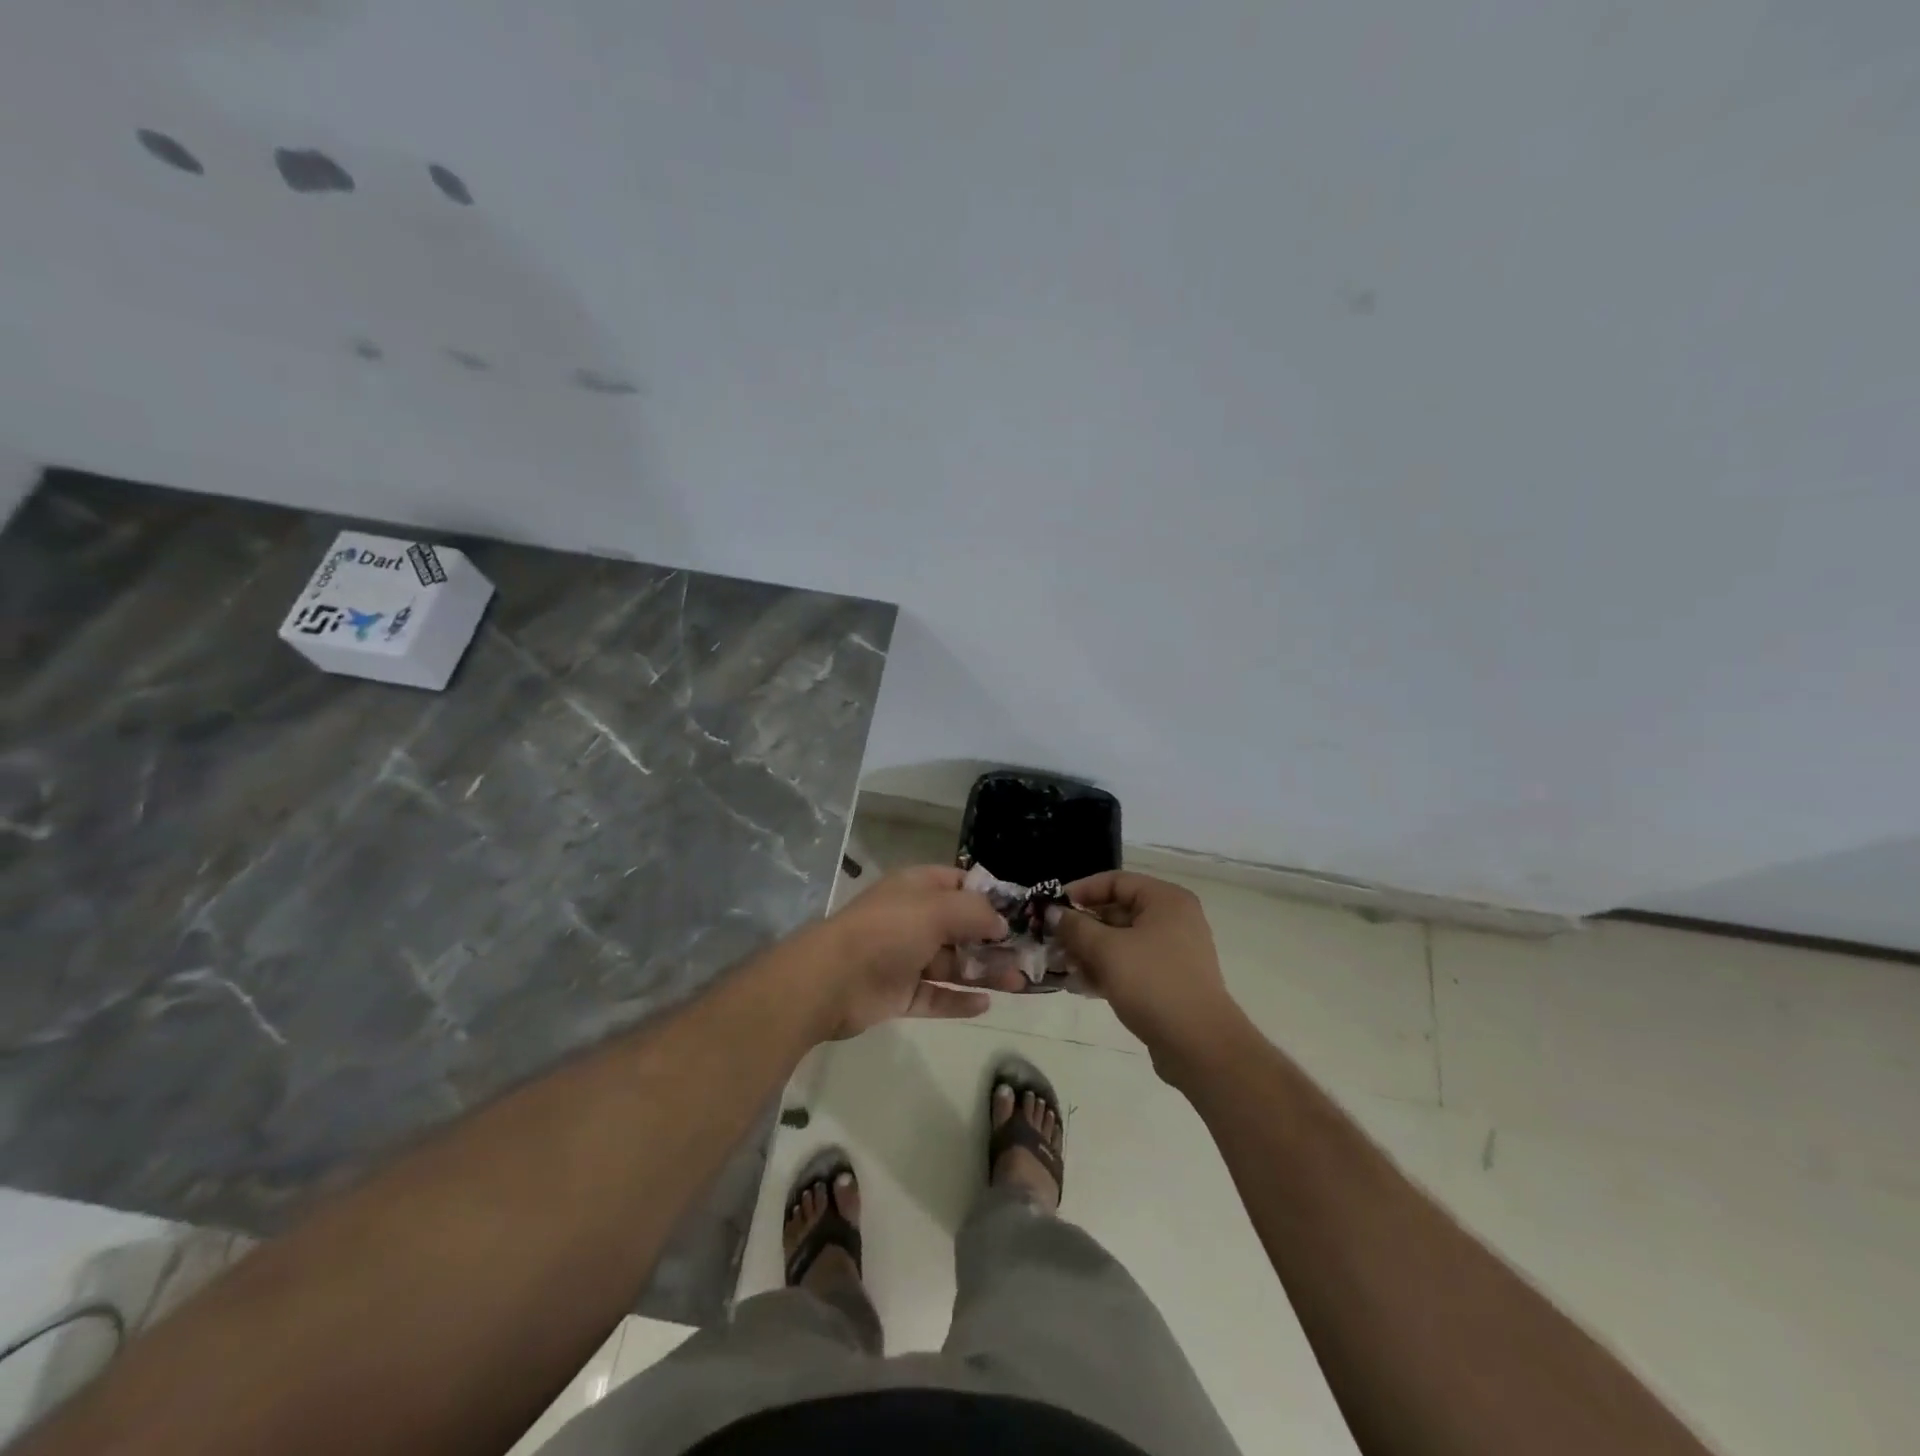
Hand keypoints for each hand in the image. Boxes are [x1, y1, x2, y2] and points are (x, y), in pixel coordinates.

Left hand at [808, 866, 1008, 1039]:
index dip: (988, 896)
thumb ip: (975, 913)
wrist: (832, 979)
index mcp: (916, 889)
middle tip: (1027, 957)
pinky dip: (958, 1001)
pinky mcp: (899, 994)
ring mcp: (905, 958)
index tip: (1020, 913)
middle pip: (960, 928)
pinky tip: (985, 1005)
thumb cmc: (888, 931)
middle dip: (993, 941)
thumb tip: (1001, 924)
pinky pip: (936, 997)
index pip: (959, 884)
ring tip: (1018, 984)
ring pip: (952, 965)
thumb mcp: (937, 909)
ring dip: (984, 972)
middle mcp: (912, 920)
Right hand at [1048, 871, 1249, 1081]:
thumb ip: (1076, 927)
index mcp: (1165, 900)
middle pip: (1117, 911)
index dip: (1080, 891)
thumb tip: (1053, 913)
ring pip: (1122, 941)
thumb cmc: (1153, 984)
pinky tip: (1082, 985)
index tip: (1052, 909)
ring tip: (1062, 967)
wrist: (1199, 1046)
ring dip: (1090, 951)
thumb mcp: (1106, 950)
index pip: (1115, 881)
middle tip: (1053, 942)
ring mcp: (1173, 952)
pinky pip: (1131, 965)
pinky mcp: (1169, 980)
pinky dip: (1107, 970)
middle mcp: (1173, 919)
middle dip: (1082, 927)